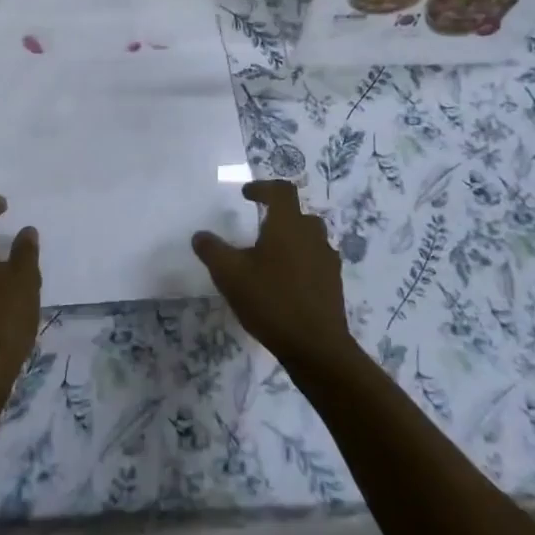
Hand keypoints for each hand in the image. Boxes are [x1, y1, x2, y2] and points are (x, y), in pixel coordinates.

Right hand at [192, 181, 356, 372]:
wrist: (316, 346)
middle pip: (298, 214)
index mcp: (288, 225)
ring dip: (291, 239)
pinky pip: (316, 260)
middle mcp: (312, 235)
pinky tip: (286, 282)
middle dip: (278, 215)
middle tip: (258, 227)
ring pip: (310, 237)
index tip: (247, 195)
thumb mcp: (230, 275)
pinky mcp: (333, 283)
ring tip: (270, 257)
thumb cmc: (271, 301)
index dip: (263, 187)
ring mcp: (327, 259)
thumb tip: (200, 235)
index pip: (281, 191)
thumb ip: (212, 250)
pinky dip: (301, 261)